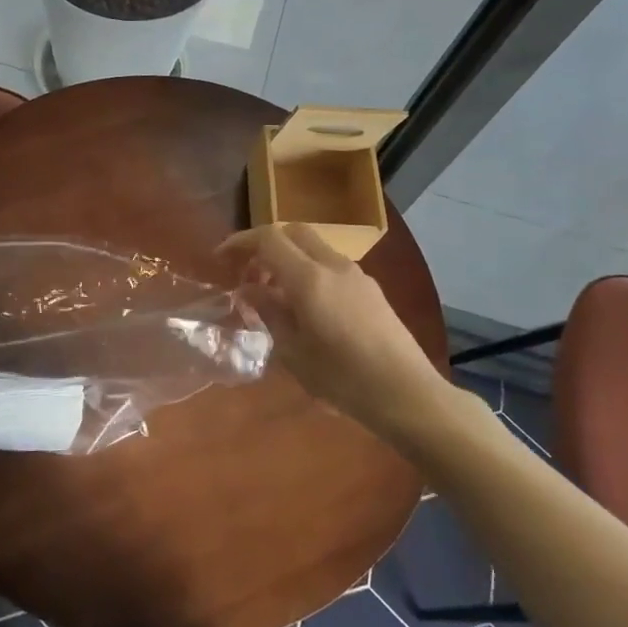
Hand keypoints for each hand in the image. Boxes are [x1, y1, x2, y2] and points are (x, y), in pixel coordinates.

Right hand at [219, 224, 445, 431]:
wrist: (406, 393)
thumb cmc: (343, 378)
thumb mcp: (294, 352)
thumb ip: (269, 313)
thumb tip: (248, 290)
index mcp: (310, 278)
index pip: (269, 239)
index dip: (241, 242)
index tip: (221, 258)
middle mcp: (334, 266)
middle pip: (294, 233)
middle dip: (266, 245)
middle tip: (249, 275)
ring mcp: (357, 275)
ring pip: (315, 248)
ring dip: (289, 260)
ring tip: (274, 298)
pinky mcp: (371, 290)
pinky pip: (331, 267)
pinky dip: (309, 273)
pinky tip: (306, 309)